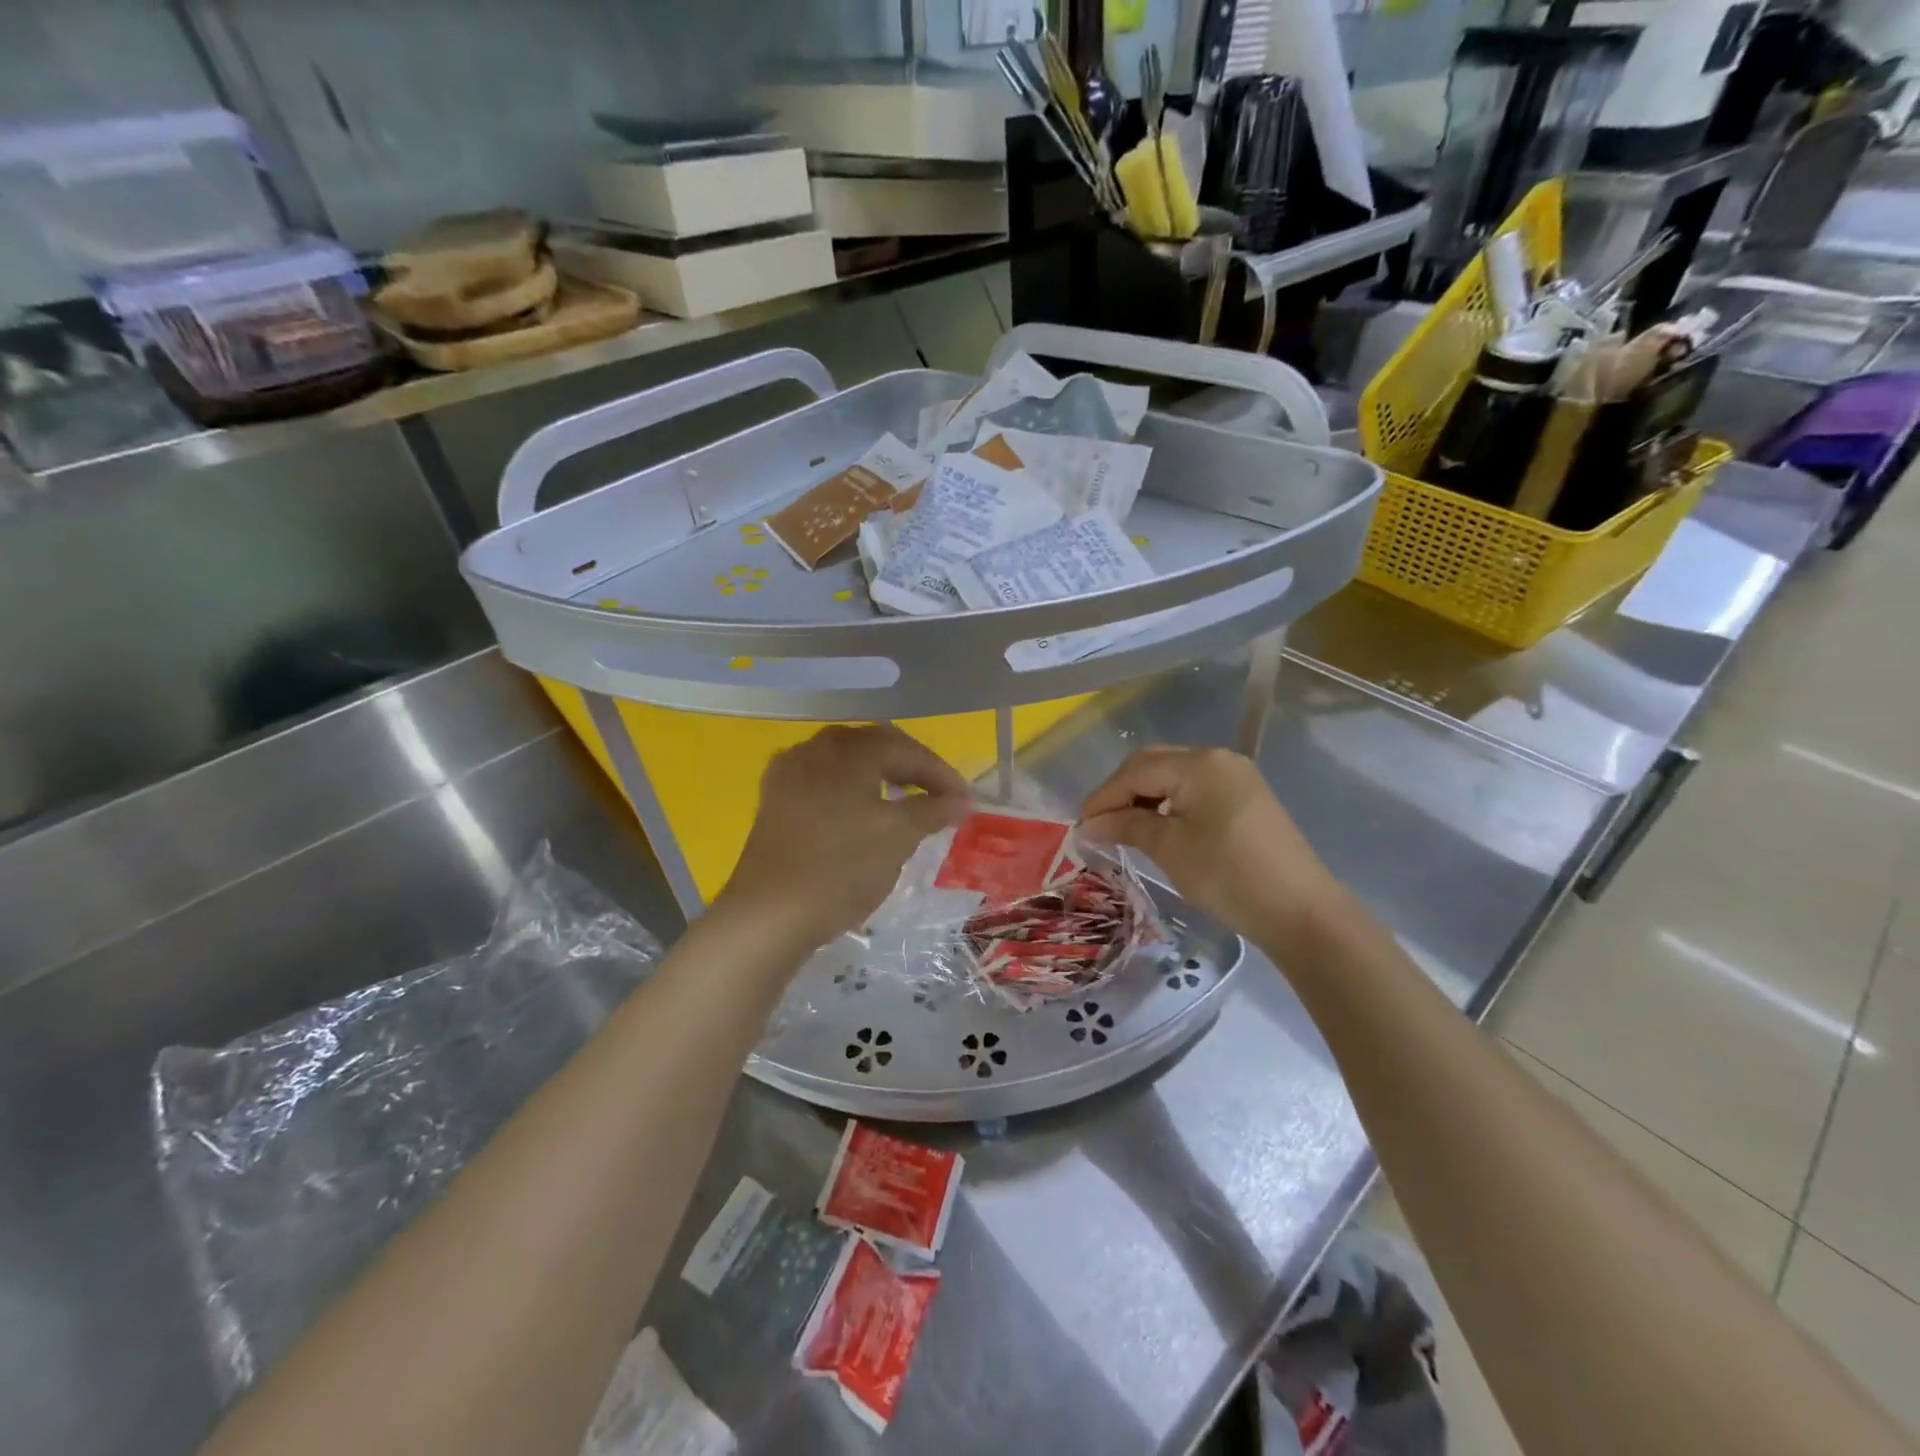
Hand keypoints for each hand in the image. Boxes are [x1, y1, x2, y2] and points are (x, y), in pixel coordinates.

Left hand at [718, 725, 968, 950]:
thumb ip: (933, 811)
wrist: (769, 913)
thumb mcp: (898, 838)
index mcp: (848, 750)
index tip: (964, 800)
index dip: (940, 773)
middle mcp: (815, 748)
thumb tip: (961, 800)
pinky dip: (849, 788)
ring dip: (880, 775)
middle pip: (874, 746)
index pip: (906, 749)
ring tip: (903, 801)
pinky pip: (822, 780)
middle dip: (910, 768)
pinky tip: (857, 810)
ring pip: (846, 761)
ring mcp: (789, 772)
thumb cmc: (841, 868)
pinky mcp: (774, 799)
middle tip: (938, 796)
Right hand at [1078, 746, 1341, 950]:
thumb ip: (1126, 825)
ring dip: (1144, 796)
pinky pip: (1195, 789)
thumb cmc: (1228, 876)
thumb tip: (1089, 824)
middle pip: (1154, 764)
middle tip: (1099, 825)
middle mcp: (1218, 758)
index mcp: (1199, 764)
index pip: (1136, 771)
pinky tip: (1158, 827)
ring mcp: (1236, 776)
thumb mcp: (1170, 848)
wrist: (1301, 912)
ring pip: (1174, 775)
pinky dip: (1169, 803)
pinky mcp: (1246, 797)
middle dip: (1121, 791)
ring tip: (1123, 828)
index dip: (1103, 797)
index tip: (1080, 826)